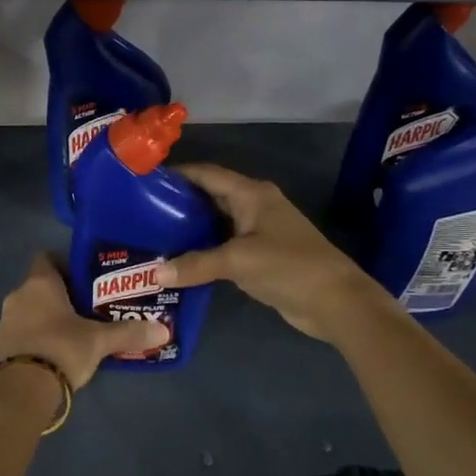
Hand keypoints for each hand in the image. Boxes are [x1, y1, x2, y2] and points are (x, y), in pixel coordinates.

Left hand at [0, 252, 168, 388]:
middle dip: (61, 294)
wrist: (23, 390)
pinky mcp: (1, 345)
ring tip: (74, 331)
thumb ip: (130, 333)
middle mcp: (18, 295)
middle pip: (40, 285)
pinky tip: (56, 350)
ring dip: (47, 316)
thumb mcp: (100, 341)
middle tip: (88, 307)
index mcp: (39, 283)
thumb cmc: (62, 349)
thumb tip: (163, 330)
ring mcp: (5, 321)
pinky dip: (36, 335)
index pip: (46, 257)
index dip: (65, 263)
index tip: (85, 278)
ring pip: (30, 309)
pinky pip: (22, 331)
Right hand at [155, 164, 388, 343]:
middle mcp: (253, 205)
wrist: (336, 301)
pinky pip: (223, 245)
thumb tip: (153, 273)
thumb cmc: (289, 266)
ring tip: (152, 236)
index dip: (177, 174)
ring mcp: (258, 231)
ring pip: (215, 222)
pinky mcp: (259, 255)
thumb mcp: (238, 261)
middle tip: (140, 213)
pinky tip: (178, 261)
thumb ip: (195, 264)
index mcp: (251, 194)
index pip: (207, 174)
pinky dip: (202, 250)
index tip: (144, 182)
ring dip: (189, 229)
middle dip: (177, 203)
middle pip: (209, 196)